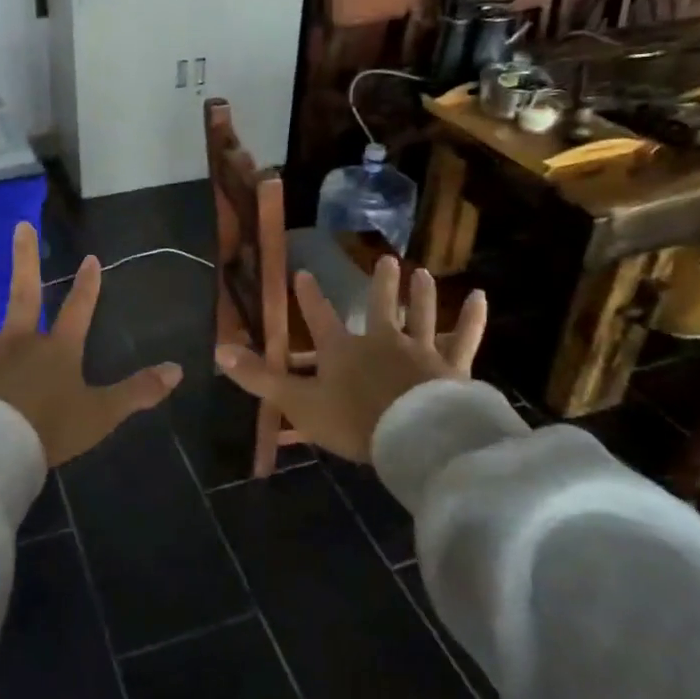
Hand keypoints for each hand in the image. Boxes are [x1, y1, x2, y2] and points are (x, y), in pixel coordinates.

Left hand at [0, 222, 182, 466]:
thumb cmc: (48, 432)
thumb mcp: (102, 414)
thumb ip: (139, 391)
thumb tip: (179, 369)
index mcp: (57, 350)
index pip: (78, 310)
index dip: (87, 285)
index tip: (90, 257)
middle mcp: (19, 339)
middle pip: (24, 292)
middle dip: (25, 259)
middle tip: (21, 226)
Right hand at [215, 258, 485, 462]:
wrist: (412, 437)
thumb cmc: (353, 421)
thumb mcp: (298, 402)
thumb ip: (260, 379)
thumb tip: (218, 351)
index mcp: (343, 351)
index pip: (320, 318)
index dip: (310, 297)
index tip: (304, 272)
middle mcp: (381, 341)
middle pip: (380, 307)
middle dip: (381, 285)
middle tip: (386, 260)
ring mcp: (419, 351)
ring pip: (420, 315)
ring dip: (421, 294)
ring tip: (422, 271)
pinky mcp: (451, 367)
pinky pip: (463, 338)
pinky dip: (472, 318)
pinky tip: (481, 297)